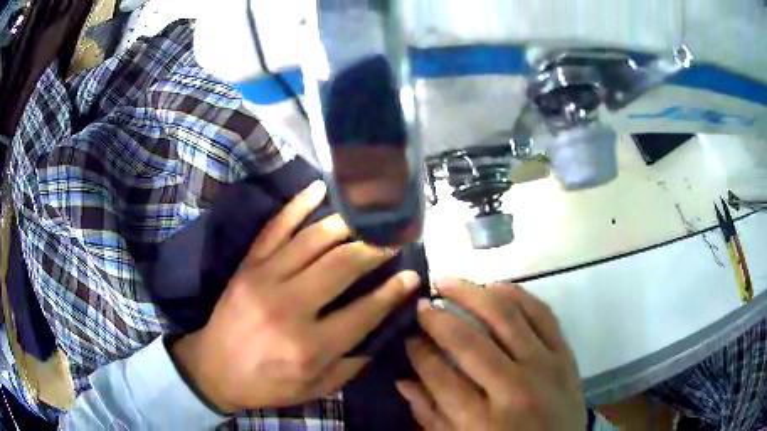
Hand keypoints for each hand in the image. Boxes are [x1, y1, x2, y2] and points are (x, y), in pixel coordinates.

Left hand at [171, 181, 420, 412]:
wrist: (214, 369)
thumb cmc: (267, 384)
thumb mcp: (315, 389)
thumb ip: (351, 364)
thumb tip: (380, 329)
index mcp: (309, 347)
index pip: (364, 312)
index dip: (393, 292)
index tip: (412, 274)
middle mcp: (289, 308)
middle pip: (342, 265)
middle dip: (376, 248)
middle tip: (395, 238)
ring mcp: (264, 279)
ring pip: (314, 240)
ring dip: (347, 223)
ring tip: (370, 215)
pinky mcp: (248, 266)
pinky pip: (275, 228)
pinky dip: (297, 205)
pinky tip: (318, 188)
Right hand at [397, 278, 584, 429]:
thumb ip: (430, 414)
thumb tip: (402, 379)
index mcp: (481, 421)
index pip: (440, 376)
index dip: (418, 351)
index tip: (407, 334)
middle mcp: (514, 390)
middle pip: (469, 343)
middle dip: (438, 318)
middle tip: (421, 304)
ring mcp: (545, 367)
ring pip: (506, 317)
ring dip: (472, 293)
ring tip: (448, 281)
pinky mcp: (565, 354)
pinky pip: (542, 313)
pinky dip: (516, 294)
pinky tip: (494, 286)